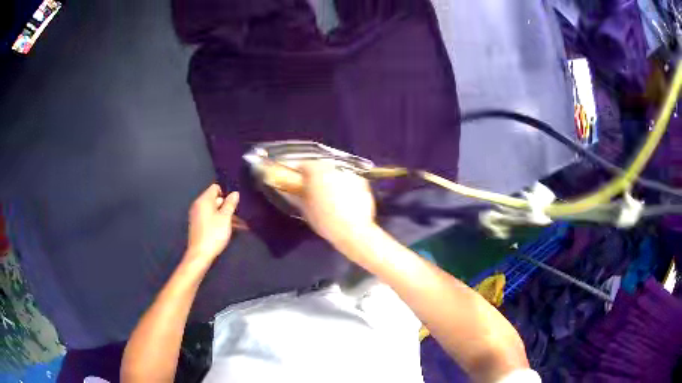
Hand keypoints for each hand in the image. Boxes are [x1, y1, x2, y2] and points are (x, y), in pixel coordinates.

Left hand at [185, 184, 238, 266]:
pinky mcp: (199, 226)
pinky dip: (220, 222)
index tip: (235, 203)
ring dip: (227, 216)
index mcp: (204, 200)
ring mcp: (198, 216)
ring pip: (215, 211)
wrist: (200, 255)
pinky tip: (231, 230)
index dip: (226, 193)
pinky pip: (211, 219)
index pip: (215, 188)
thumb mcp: (225, 218)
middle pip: (216, 200)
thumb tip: (235, 193)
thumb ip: (230, 204)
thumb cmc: (213, 234)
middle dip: (228, 206)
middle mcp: (199, 205)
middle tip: (241, 215)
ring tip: (241, 226)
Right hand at [299, 163, 375, 247]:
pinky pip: (348, 180)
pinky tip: (344, 200)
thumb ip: (297, 195)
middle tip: (313, 189)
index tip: (298, 181)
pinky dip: (344, 186)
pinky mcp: (362, 182)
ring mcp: (350, 173)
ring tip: (330, 196)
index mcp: (317, 172)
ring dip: (331, 180)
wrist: (354, 231)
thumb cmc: (325, 221)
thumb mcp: (306, 210)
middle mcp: (334, 168)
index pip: (304, 164)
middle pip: (322, 166)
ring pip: (336, 173)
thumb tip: (291, 190)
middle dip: (316, 175)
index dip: (300, 172)